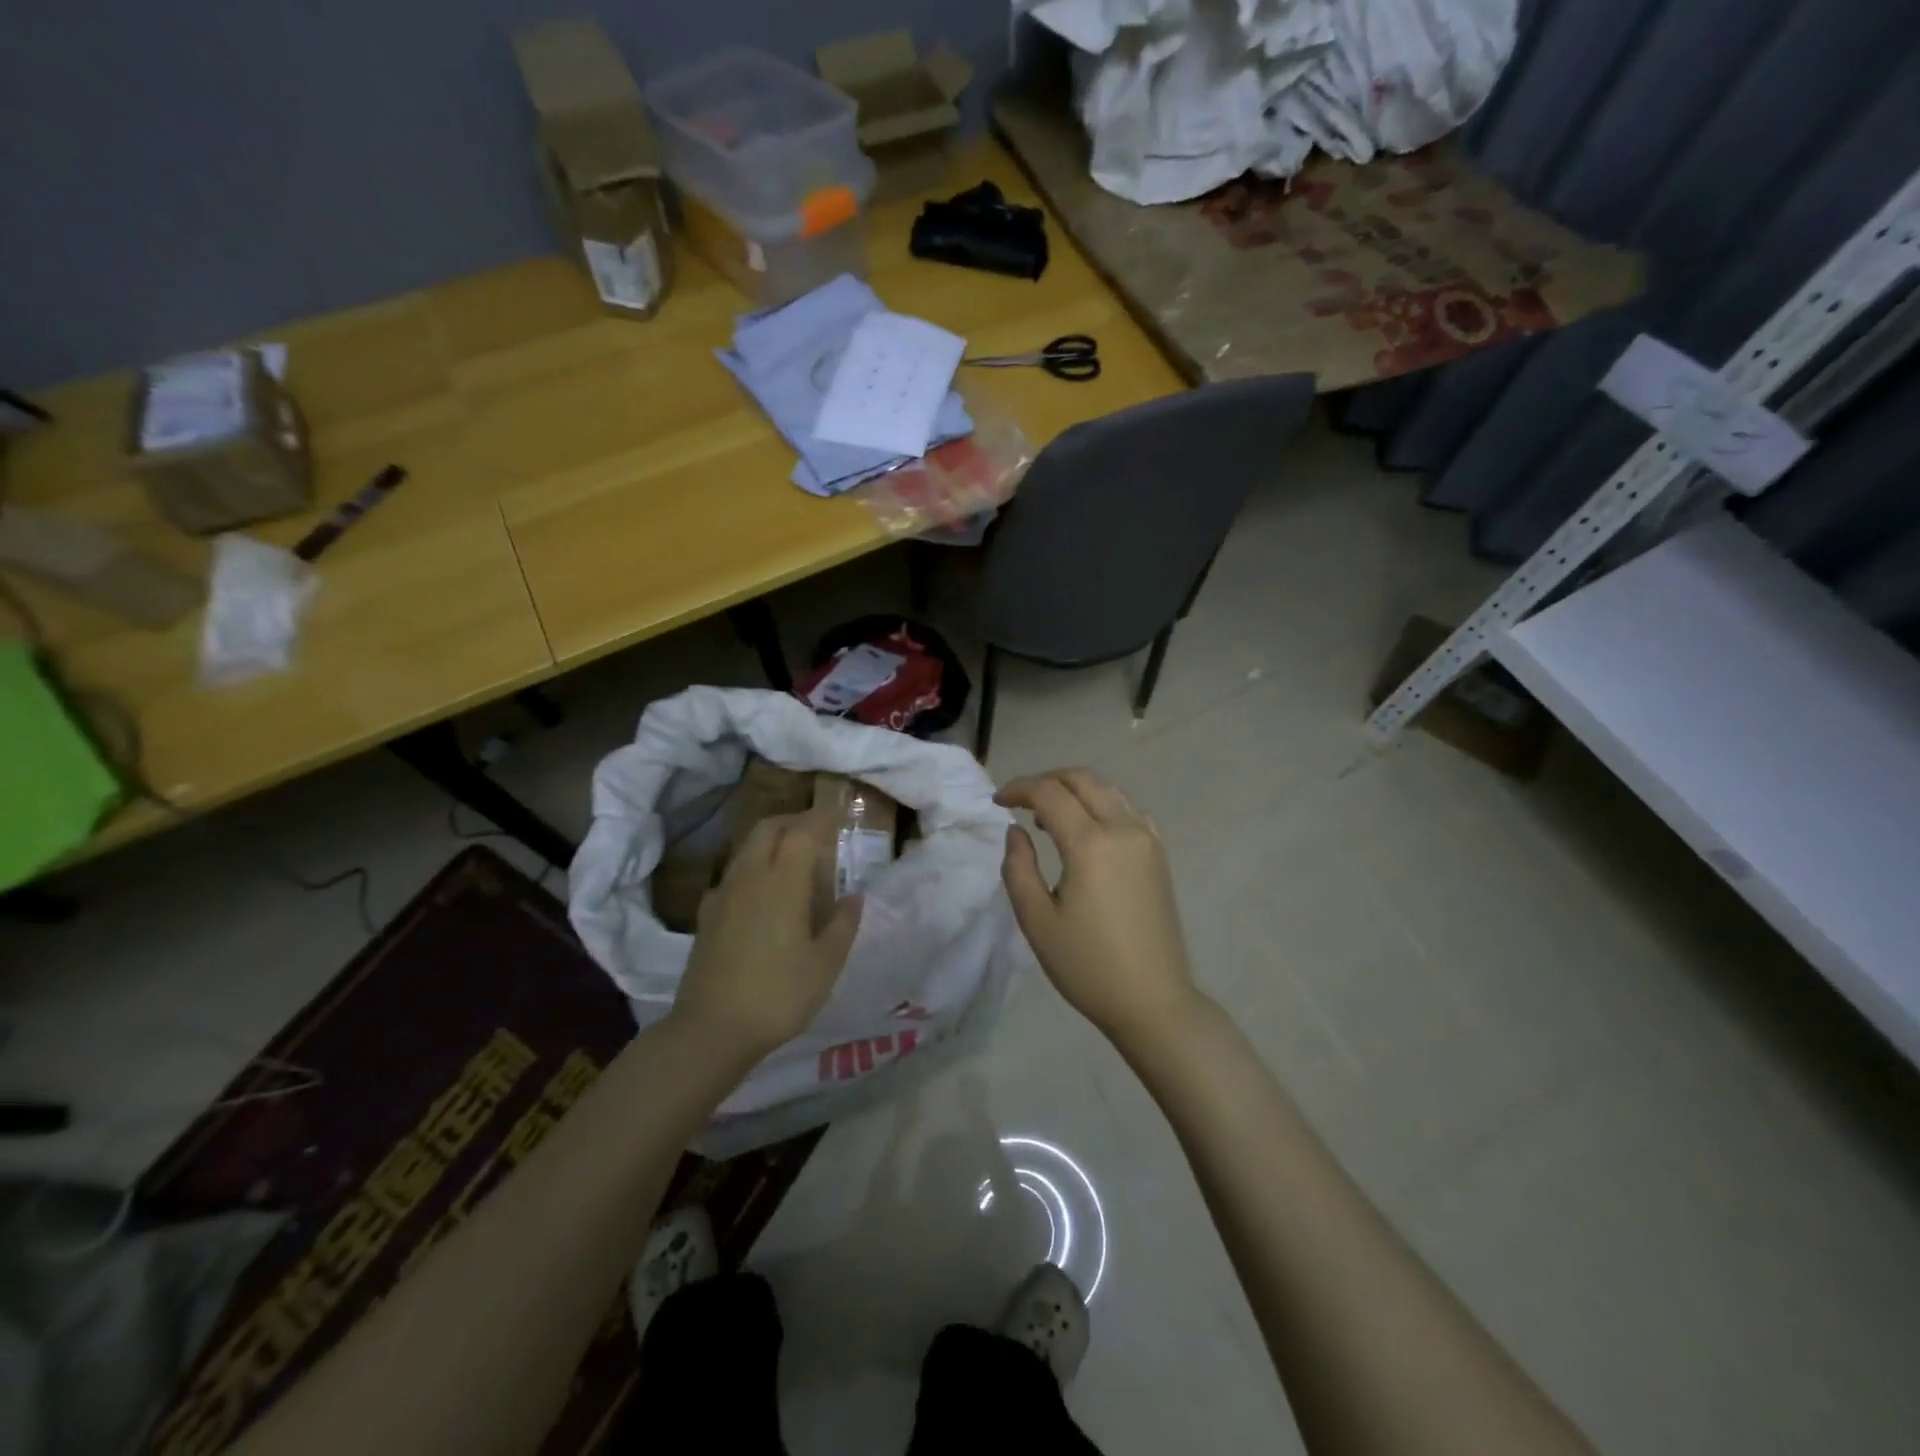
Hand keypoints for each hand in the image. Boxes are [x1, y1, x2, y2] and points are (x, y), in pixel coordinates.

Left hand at [673, 811, 862, 1058]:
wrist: (711, 1030)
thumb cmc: (779, 994)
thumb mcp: (826, 964)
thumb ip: (843, 924)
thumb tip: (854, 897)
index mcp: (783, 882)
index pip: (803, 830)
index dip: (823, 817)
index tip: (840, 813)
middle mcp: (750, 876)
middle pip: (770, 828)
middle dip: (795, 821)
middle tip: (819, 833)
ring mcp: (724, 893)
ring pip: (748, 847)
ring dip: (773, 840)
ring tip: (796, 862)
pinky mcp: (708, 914)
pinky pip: (735, 873)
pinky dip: (755, 867)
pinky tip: (764, 894)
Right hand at [997, 768, 1201, 1050]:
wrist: (1153, 1000)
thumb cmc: (1088, 966)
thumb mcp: (1037, 921)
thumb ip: (1019, 867)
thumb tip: (1017, 831)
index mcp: (1091, 844)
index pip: (1050, 793)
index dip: (1019, 789)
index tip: (997, 802)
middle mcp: (1124, 829)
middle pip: (1083, 779)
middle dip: (1047, 780)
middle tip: (1020, 802)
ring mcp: (1148, 839)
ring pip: (1108, 789)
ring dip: (1075, 790)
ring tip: (1049, 818)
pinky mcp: (1159, 854)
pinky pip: (1128, 809)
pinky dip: (1102, 805)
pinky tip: (1088, 832)